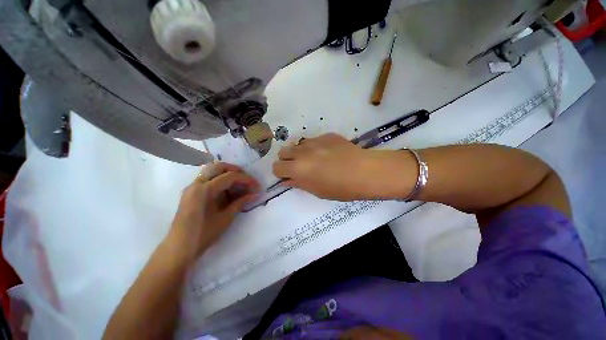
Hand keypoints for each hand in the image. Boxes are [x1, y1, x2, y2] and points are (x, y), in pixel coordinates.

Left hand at [169, 163, 259, 260]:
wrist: (179, 248)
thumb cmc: (203, 234)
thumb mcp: (226, 218)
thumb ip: (241, 202)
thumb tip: (256, 194)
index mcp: (205, 190)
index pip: (230, 176)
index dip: (246, 179)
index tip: (257, 186)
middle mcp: (197, 183)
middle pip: (219, 166)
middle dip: (236, 170)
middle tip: (247, 180)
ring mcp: (192, 187)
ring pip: (212, 170)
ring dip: (227, 173)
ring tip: (239, 184)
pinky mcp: (191, 192)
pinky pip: (207, 178)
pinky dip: (219, 179)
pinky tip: (227, 190)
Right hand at [273, 133, 412, 200]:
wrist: (365, 171)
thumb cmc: (340, 188)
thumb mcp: (317, 191)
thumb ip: (299, 183)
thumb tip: (288, 180)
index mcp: (297, 168)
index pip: (277, 167)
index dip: (281, 173)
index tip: (289, 176)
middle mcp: (302, 152)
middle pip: (283, 151)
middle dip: (287, 160)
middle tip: (299, 167)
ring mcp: (314, 141)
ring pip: (298, 144)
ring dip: (300, 153)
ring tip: (315, 160)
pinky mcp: (326, 135)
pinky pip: (314, 141)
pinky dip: (315, 147)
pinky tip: (329, 153)